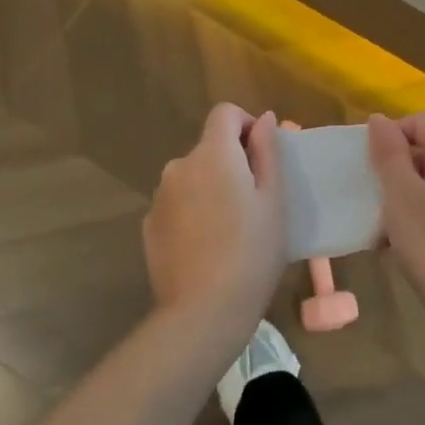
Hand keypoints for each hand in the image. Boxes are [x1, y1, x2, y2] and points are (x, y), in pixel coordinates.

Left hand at [143, 104, 288, 338]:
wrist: (204, 312)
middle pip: (208, 148)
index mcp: (212, 154)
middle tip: (255, 203)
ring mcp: (159, 197)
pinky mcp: (149, 225)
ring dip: (210, 189)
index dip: (246, 125)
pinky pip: (177, 205)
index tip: (262, 156)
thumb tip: (264, 119)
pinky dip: (192, 213)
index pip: (224, 113)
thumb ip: (268, 152)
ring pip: (192, 178)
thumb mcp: (274, 200)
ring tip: (231, 230)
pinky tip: (206, 247)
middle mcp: (179, 166)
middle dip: (231, 164)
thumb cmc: (252, 251)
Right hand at [367, 113, 424, 321]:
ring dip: (409, 196)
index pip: (419, 122)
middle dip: (397, 170)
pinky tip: (410, 246)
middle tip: (374, 201)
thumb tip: (380, 120)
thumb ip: (388, 152)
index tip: (369, 169)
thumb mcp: (400, 194)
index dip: (389, 137)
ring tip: (387, 230)